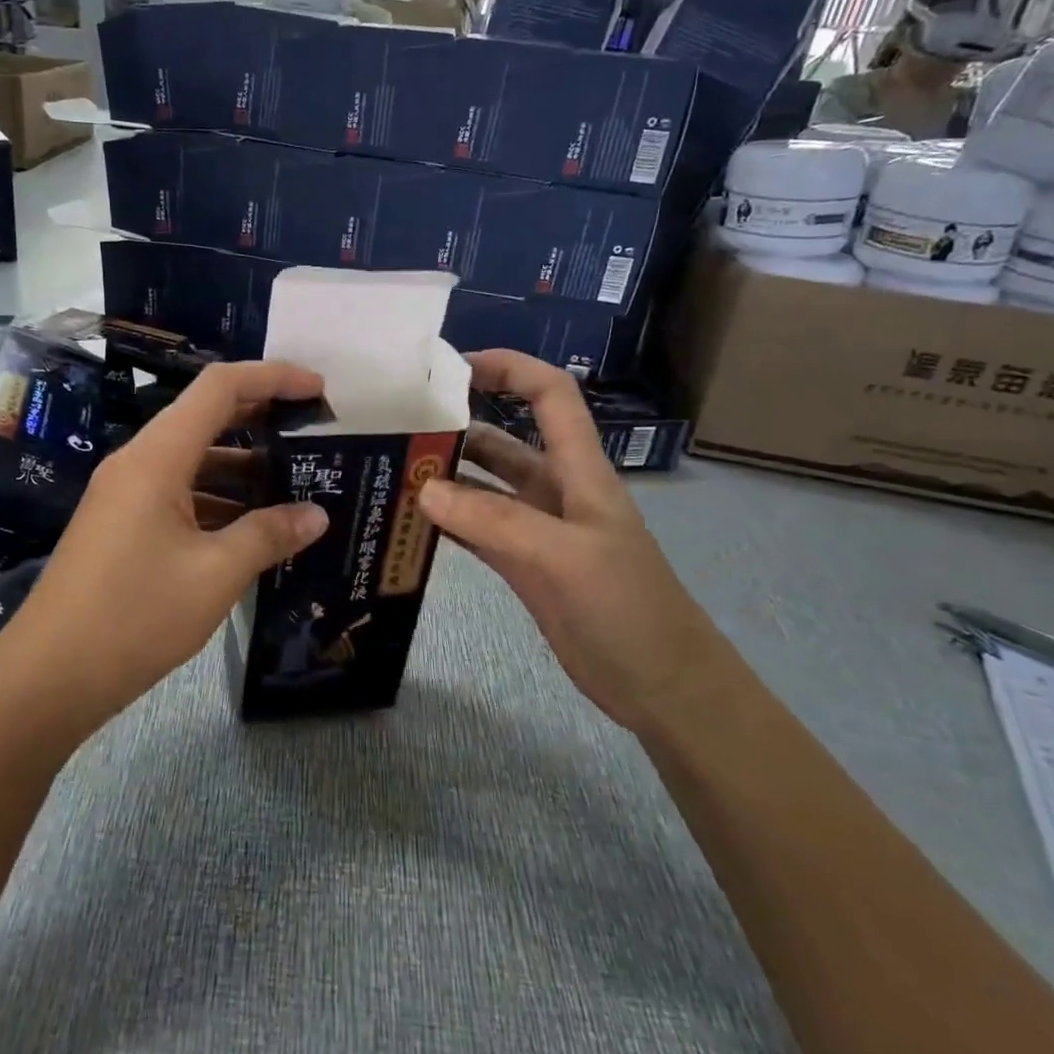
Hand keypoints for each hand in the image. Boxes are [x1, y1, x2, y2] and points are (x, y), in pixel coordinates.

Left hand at [0, 362, 330, 725]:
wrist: (50, 676)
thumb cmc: (135, 615)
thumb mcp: (215, 574)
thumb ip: (269, 535)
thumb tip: (318, 515)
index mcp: (157, 458)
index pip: (219, 388)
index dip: (272, 376)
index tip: (318, 389)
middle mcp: (138, 463)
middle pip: (205, 417)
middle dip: (261, 415)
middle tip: (313, 431)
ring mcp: (126, 495)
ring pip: (193, 460)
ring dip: (242, 465)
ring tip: (295, 482)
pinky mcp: (123, 525)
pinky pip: (179, 493)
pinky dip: (218, 499)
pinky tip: (253, 527)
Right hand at [415, 351, 731, 733]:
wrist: (662, 687)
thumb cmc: (628, 608)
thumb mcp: (564, 556)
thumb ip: (493, 522)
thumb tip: (424, 490)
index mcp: (580, 470)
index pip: (550, 394)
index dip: (510, 367)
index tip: (454, 366)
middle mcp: (556, 490)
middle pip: (504, 440)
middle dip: (458, 425)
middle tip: (398, 426)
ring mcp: (537, 530)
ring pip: (484, 488)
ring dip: (446, 477)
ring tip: (392, 471)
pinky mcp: (523, 565)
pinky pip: (477, 531)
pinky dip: (447, 523)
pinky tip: (410, 522)